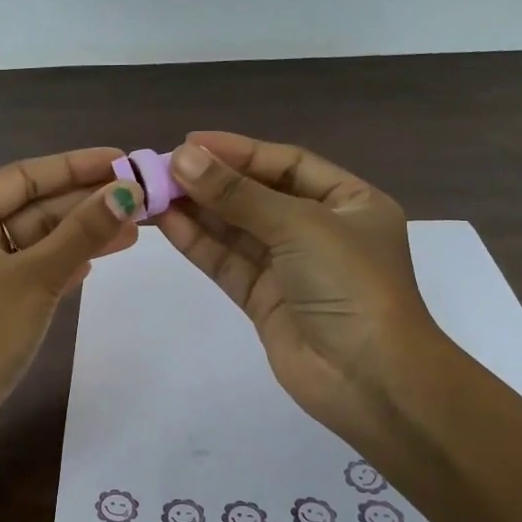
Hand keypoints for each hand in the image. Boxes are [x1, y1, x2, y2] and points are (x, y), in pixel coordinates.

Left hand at [0, 147, 143, 476]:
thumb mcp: (36, 276)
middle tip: (140, 199)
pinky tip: (94, 263)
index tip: (123, 161)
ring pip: (35, 243)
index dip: (76, 166)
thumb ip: (82, 233)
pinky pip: (31, 273)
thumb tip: (127, 192)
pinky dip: (62, 266)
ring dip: (80, 236)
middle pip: (33, 208)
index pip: (25, 176)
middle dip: (85, 204)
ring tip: (133, 230)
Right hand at [155, 132, 447, 448]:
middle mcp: (319, 230)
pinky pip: (227, 262)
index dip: (238, 151)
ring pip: (236, 229)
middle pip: (256, 195)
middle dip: (211, 181)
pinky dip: (198, 243)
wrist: (369, 378)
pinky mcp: (264, 299)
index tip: (190, 143)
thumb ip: (238, 194)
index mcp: (348, 202)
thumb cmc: (350, 284)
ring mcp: (289, 267)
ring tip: (153, 192)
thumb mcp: (299, 225)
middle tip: (161, 168)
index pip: (285, 164)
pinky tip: (166, 222)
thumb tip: (181, 158)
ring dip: (197, 210)